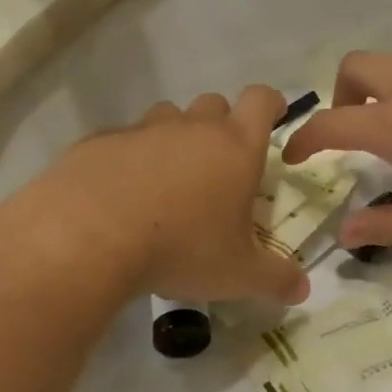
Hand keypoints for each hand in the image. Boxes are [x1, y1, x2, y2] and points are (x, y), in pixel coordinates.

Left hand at [36, 86, 310, 305]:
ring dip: (174, 139)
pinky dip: (129, 158)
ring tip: (168, 181)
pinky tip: (120, 195)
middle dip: (221, 125)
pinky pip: (123, 141)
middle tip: (219, 165)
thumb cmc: (181, 248)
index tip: (275, 115)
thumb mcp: (237, 274)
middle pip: (213, 104)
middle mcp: (190, 128)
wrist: (88, 237)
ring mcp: (141, 131)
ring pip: (167, 118)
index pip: (261, 101)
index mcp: (234, 148)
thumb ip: (275, 279)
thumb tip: (303, 290)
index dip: (271, 103)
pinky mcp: (98, 143)